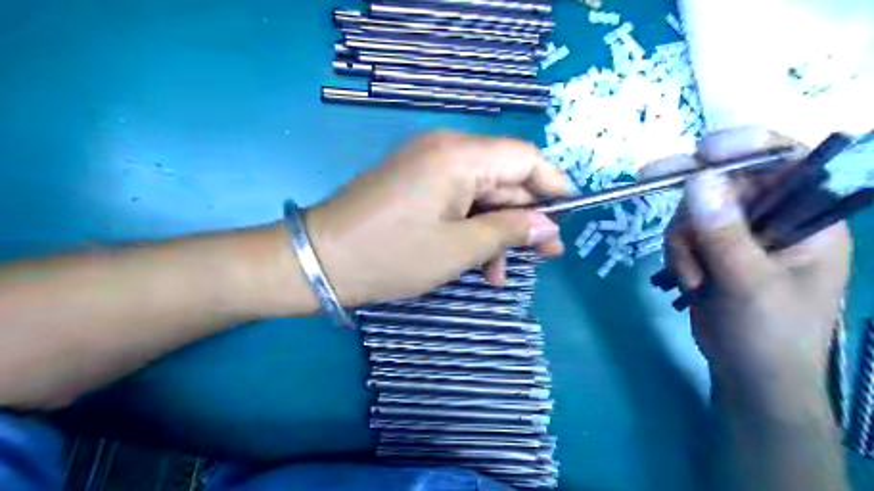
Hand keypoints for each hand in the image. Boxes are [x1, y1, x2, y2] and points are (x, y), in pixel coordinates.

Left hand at [305, 131, 569, 305]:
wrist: (319, 260)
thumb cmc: (393, 255)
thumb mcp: (459, 249)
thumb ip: (510, 232)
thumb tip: (549, 227)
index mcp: (460, 155)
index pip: (525, 158)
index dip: (552, 187)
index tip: (567, 219)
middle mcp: (446, 149)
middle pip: (503, 178)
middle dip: (523, 219)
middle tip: (543, 257)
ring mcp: (426, 165)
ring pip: (480, 195)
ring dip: (494, 232)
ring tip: (498, 275)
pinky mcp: (414, 183)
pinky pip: (456, 200)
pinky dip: (469, 228)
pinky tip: (475, 264)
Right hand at [666, 126, 850, 405]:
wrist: (749, 375)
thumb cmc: (770, 335)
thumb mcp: (749, 284)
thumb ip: (724, 233)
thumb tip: (698, 178)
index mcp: (807, 219)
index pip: (785, 162)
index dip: (746, 146)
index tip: (704, 150)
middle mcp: (772, 220)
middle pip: (725, 183)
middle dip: (689, 192)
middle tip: (647, 175)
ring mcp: (738, 236)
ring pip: (694, 212)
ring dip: (682, 242)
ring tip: (693, 278)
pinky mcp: (711, 252)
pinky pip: (682, 235)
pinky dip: (678, 256)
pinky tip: (689, 282)